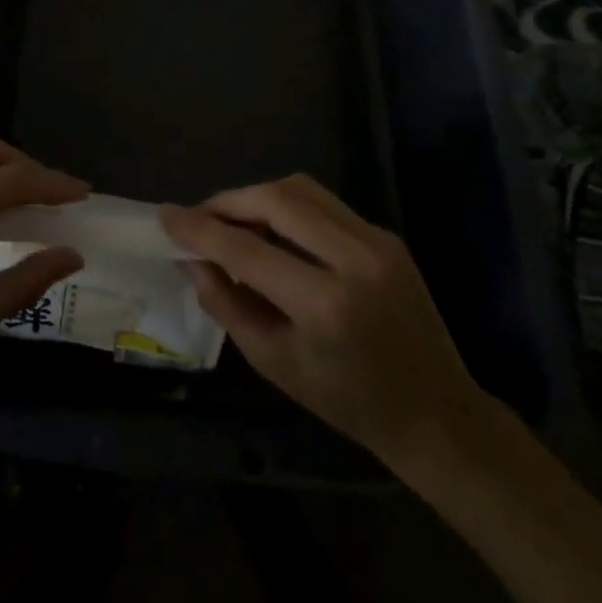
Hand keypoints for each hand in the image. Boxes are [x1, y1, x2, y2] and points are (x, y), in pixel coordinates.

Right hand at [160, 174, 491, 462]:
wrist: (436, 413)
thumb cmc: (348, 401)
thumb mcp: (275, 363)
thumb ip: (227, 304)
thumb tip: (191, 259)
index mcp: (324, 304)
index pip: (245, 249)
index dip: (199, 229)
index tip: (165, 216)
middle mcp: (354, 258)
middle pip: (276, 199)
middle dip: (228, 201)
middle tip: (200, 217)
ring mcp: (376, 240)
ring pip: (301, 189)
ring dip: (257, 196)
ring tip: (232, 219)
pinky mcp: (386, 234)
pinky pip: (324, 203)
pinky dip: (287, 206)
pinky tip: (272, 230)